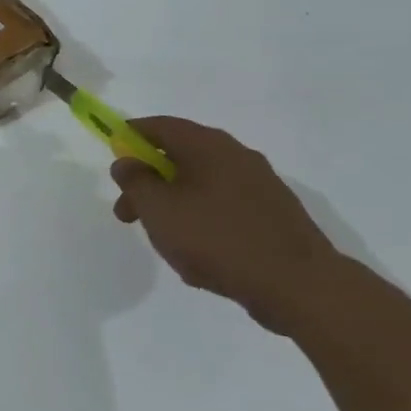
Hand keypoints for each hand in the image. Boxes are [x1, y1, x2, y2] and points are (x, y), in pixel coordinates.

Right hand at [109, 117, 341, 327]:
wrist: (299, 284)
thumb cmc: (215, 238)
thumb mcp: (157, 208)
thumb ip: (134, 180)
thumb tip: (126, 161)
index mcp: (207, 146)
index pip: (159, 125)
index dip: (130, 135)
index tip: (112, 156)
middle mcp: (236, 156)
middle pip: (179, 157)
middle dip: (147, 182)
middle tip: (127, 213)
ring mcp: (260, 185)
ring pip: (201, 186)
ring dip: (173, 205)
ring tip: (163, 242)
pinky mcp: (273, 215)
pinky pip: (224, 208)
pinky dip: (201, 221)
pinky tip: (198, 255)